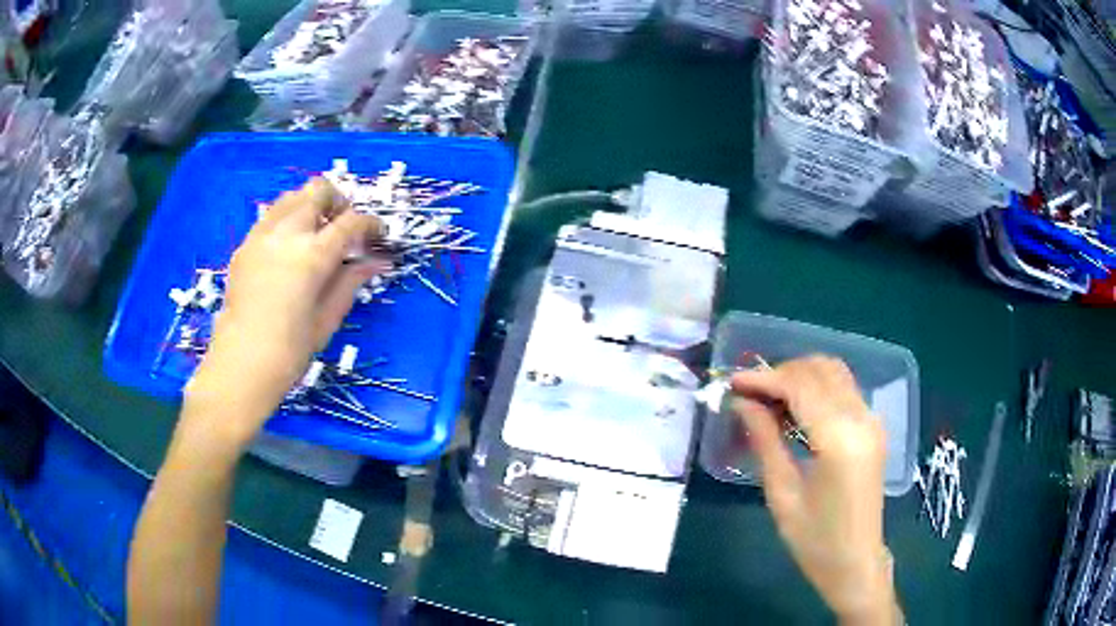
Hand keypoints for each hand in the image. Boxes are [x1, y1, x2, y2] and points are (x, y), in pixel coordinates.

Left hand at [182, 178, 387, 450]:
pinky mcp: (244, 246)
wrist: (240, 366)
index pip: (350, 222)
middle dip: (339, 202)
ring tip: (317, 231)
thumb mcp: (327, 318)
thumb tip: (378, 261)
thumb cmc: (290, 351)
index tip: (377, 234)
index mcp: (312, 256)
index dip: (370, 224)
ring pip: (291, 196)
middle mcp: (286, 235)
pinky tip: (289, 247)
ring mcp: (261, 236)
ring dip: (311, 205)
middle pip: (318, 191)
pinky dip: (287, 219)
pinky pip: (270, 217)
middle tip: (344, 227)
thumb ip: (351, 281)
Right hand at [731, 356, 898, 624]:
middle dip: (781, 373)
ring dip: (800, 376)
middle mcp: (862, 419)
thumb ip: (765, 441)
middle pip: (820, 370)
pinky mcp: (873, 427)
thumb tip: (743, 403)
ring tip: (767, 399)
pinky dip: (816, 388)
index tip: (733, 383)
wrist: (855, 562)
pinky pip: (843, 389)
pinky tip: (794, 409)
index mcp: (840, 440)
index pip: (801, 387)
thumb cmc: (814, 540)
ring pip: (835, 373)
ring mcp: (872, 421)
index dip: (765, 379)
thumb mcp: (782, 494)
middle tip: (748, 393)